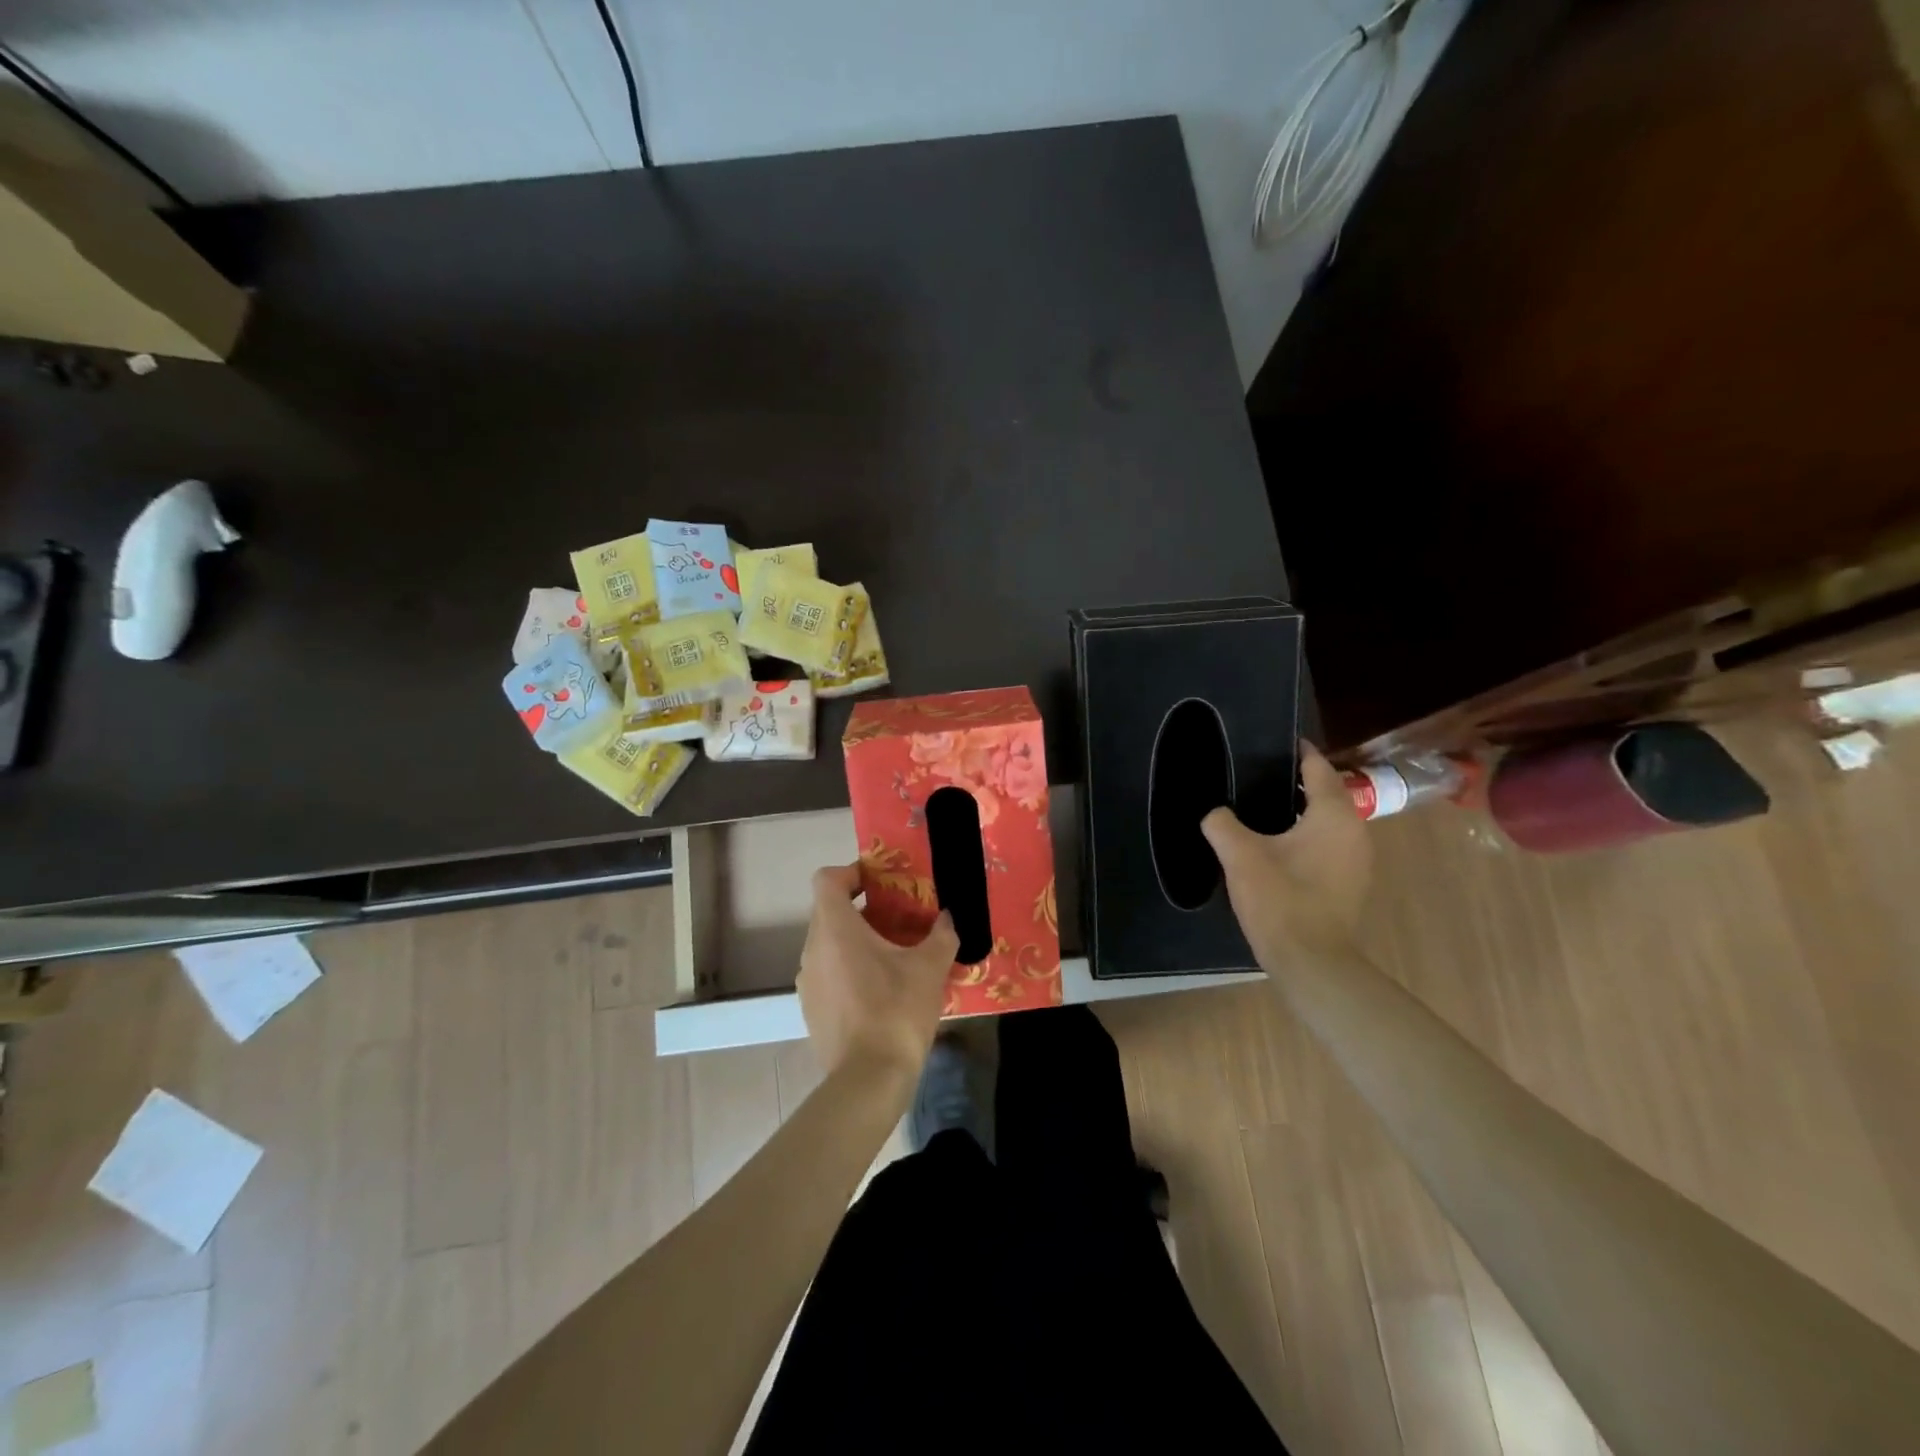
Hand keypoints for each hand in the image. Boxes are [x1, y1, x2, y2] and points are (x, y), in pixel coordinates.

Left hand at [796, 865, 959, 1085]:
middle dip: (863, 909)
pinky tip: (880, 991)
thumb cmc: (897, 1010)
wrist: (868, 1079)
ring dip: (856, 941)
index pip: (827, 880)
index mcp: (835, 928)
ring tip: (893, 956)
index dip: (851, 872)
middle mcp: (812, 948)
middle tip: (899, 919)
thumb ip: (941, 934)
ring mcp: (807, 981)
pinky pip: (828, 973)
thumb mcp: (930, 967)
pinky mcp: (810, 1009)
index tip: (880, 883)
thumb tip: (947, 918)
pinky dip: (849, 969)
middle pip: (829, 911)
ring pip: (829, 944)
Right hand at [1202, 742, 1372, 964]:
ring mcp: (1357, 860)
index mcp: (1334, 815)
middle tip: (1253, 775)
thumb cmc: (1281, 899)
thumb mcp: (1240, 855)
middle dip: (1292, 781)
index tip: (1271, 741)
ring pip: (1326, 821)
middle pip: (1324, 793)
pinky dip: (1305, 836)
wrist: (1312, 962)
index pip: (1317, 767)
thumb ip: (1222, 824)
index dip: (1296, 751)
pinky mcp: (1349, 883)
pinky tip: (1274, 846)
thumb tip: (1214, 812)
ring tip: (1259, 808)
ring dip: (1298, 811)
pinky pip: (1327, 844)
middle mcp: (1354, 831)